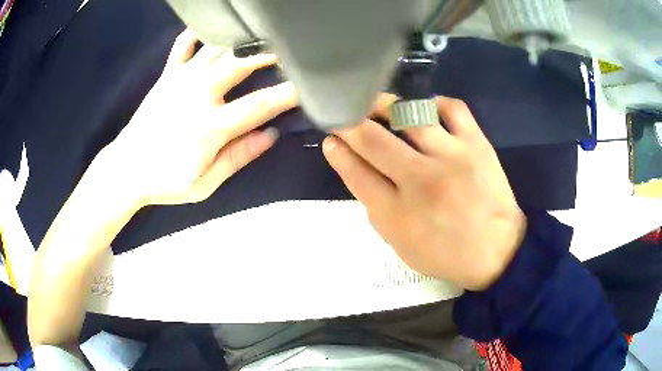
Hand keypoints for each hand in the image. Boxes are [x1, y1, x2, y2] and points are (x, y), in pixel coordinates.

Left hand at [97, 28, 297, 208]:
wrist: (126, 169)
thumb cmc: (166, 181)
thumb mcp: (205, 183)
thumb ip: (238, 158)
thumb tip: (270, 136)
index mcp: (211, 126)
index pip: (260, 105)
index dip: (288, 94)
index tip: (307, 87)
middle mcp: (199, 94)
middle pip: (242, 62)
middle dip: (270, 53)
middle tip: (288, 51)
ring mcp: (181, 79)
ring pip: (218, 48)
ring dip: (242, 41)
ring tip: (260, 37)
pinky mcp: (167, 74)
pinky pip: (184, 44)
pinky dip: (199, 32)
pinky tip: (213, 29)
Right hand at [322, 95, 525, 290]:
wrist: (497, 251)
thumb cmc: (445, 254)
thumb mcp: (400, 243)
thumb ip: (376, 207)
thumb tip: (356, 167)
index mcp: (397, 214)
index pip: (356, 172)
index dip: (337, 152)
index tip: (330, 137)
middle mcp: (421, 181)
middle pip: (373, 140)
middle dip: (349, 122)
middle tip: (343, 114)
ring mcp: (452, 157)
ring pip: (409, 114)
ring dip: (384, 104)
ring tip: (377, 104)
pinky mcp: (477, 144)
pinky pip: (452, 107)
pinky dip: (434, 103)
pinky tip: (425, 110)